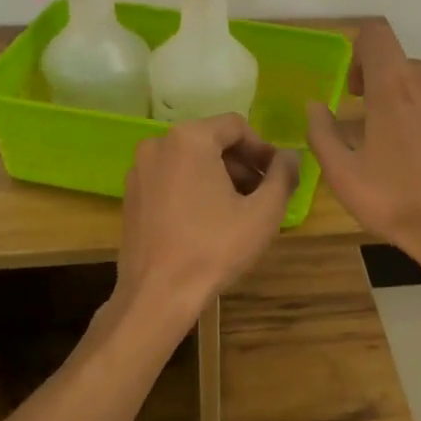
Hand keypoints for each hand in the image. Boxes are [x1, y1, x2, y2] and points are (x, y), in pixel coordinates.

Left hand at [114, 114, 299, 323]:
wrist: (158, 293)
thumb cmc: (214, 248)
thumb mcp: (263, 213)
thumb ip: (283, 176)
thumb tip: (290, 156)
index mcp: (190, 139)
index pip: (236, 126)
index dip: (263, 149)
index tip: (278, 175)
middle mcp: (158, 144)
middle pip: (211, 141)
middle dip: (241, 164)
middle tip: (263, 194)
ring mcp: (139, 170)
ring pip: (190, 161)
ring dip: (219, 177)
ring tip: (239, 210)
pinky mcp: (131, 196)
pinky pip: (170, 179)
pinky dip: (193, 189)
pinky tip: (208, 221)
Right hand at [306, 23, 420, 275]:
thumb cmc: (398, 203)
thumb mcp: (343, 176)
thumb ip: (322, 133)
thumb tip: (315, 106)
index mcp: (394, 84)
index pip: (374, 33)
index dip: (359, 54)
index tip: (355, 90)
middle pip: (403, 64)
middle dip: (386, 88)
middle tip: (377, 130)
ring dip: (417, 103)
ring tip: (413, 147)